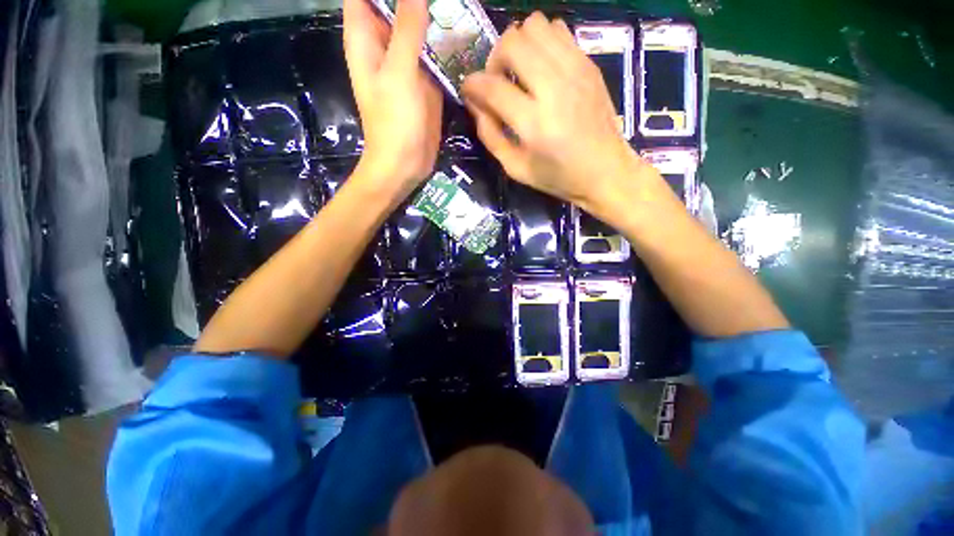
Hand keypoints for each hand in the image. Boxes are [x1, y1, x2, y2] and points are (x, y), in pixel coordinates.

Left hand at [343, 0, 441, 200]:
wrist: (405, 164)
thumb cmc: (394, 123)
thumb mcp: (399, 73)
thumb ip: (406, 29)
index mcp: (365, 38)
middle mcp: (384, 46)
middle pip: (394, 6)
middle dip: (416, 1)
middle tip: (448, 2)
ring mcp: (406, 64)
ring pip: (417, 28)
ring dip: (434, 18)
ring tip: (459, 10)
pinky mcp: (424, 82)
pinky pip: (433, 54)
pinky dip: (444, 44)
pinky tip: (463, 35)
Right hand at [461, 13, 645, 210]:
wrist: (606, 171)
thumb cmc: (558, 177)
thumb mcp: (516, 169)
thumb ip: (491, 136)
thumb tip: (474, 103)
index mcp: (535, 124)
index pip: (493, 87)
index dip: (472, 84)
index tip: (468, 90)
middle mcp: (555, 89)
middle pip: (512, 42)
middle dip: (495, 58)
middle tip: (498, 82)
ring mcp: (575, 71)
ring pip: (535, 25)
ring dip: (518, 45)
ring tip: (520, 72)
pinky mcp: (589, 64)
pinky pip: (558, 29)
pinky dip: (541, 41)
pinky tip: (542, 67)